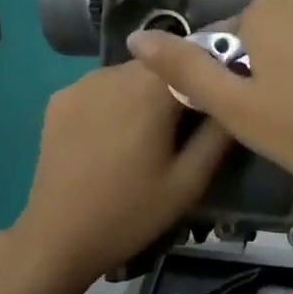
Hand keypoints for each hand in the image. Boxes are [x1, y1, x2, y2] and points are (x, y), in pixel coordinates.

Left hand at [9, 61, 231, 287]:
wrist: (58, 237)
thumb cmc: (131, 212)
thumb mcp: (189, 182)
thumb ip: (218, 135)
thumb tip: (233, 98)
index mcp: (151, 89)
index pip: (195, 56)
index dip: (211, 73)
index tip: (221, 98)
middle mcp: (114, 72)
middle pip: (161, 64)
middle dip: (178, 85)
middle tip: (187, 125)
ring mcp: (82, 83)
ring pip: (130, 74)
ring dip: (146, 93)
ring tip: (150, 134)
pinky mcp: (60, 99)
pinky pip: (101, 88)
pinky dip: (115, 102)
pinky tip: (114, 137)